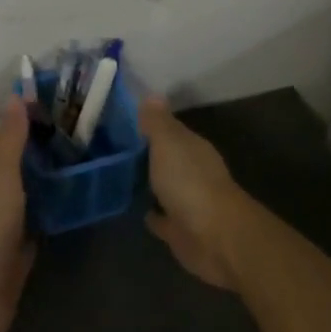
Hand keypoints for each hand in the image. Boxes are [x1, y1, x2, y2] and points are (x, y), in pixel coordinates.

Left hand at [0, 96, 36, 331]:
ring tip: (59, 156)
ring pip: (18, 191)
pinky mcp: (17, 250)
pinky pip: (32, 222)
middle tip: (47, 124)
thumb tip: (13, 96)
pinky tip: (59, 204)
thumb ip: (10, 140)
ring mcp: (1, 225)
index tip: (15, 99)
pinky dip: (43, 210)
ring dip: (32, 175)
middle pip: (1, 164)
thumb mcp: (0, 178)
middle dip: (16, 145)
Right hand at [141, 97, 252, 290]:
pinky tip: (138, 209)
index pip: (170, 130)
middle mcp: (193, 171)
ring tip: (122, 176)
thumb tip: (152, 94)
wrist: (214, 237)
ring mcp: (189, 202)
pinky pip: (163, 218)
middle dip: (149, 154)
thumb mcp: (168, 143)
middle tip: (117, 148)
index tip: (124, 121)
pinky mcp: (182, 231)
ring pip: (165, 187)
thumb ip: (157, 122)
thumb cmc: (189, 182)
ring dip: (151, 183)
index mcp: (192, 148)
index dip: (150, 125)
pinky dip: (154, 214)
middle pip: (168, 158)